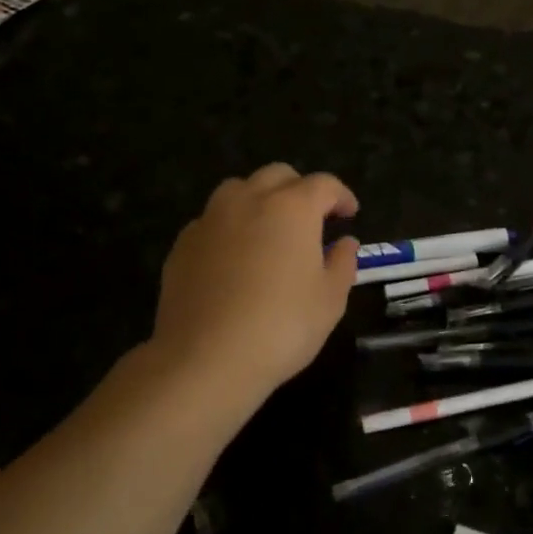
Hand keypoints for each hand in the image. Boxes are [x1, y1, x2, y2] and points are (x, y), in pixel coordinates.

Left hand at [150, 163, 358, 408]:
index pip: (323, 185)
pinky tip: (235, 259)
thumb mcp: (330, 301)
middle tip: (312, 219)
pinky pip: (212, 221)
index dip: (341, 196)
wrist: (206, 358)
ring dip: (260, 200)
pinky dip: (230, 228)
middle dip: (300, 190)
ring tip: (269, 232)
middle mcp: (248, 201)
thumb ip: (342, 264)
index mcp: (292, 208)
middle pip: (278, 175)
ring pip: (238, 190)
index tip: (349, 214)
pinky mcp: (183, 244)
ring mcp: (210, 220)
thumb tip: (345, 243)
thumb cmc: (282, 327)